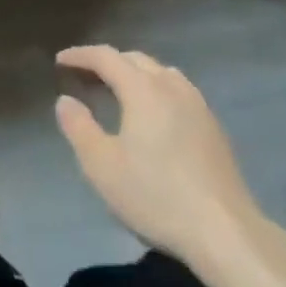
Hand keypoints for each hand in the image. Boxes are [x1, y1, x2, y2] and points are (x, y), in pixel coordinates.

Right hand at [54, 46, 263, 264]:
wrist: (224, 231)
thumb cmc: (156, 196)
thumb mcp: (102, 166)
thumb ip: (79, 128)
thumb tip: (65, 100)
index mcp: (143, 88)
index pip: (106, 57)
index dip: (81, 55)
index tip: (60, 60)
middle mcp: (171, 85)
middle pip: (134, 59)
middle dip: (107, 63)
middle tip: (85, 78)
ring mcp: (197, 104)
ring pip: (160, 72)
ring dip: (134, 74)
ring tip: (118, 92)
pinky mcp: (213, 126)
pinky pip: (177, 91)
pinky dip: (156, 90)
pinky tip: (154, 116)